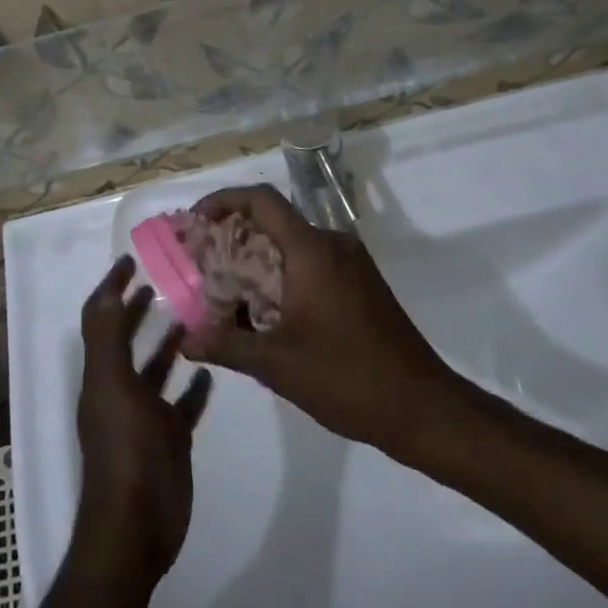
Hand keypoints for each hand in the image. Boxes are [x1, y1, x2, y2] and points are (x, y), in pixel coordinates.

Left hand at [75, 257, 213, 582]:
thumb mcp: (113, 387)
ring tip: (195, 312)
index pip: (100, 318)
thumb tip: (110, 289)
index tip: (133, 258)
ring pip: (156, 368)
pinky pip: (182, 404)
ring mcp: (145, 417)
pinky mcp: (169, 439)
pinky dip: (194, 385)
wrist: (137, 528)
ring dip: (170, 341)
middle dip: (141, 308)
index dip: (112, 287)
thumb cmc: (125, 452)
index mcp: (102, 375)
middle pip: (127, 338)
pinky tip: (211, 368)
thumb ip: (109, 339)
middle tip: (169, 277)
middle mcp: (120, 390)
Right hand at [185, 186, 453, 453]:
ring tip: (226, 291)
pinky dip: (282, 273)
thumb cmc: (347, 378)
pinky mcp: (361, 282)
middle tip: (202, 263)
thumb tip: (185, 341)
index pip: (263, 200)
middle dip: (235, 236)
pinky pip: (312, 262)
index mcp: (312, 250)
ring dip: (258, 258)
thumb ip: (228, 345)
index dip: (225, 200)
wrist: (421, 407)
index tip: (196, 220)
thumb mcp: (278, 365)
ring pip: (293, 244)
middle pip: (275, 220)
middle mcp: (333, 244)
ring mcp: (351, 262)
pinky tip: (265, 311)